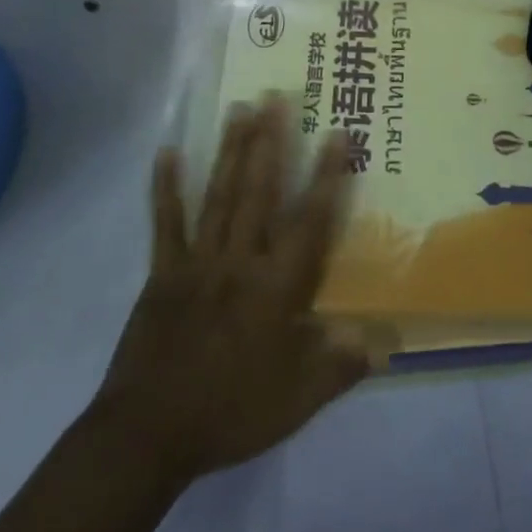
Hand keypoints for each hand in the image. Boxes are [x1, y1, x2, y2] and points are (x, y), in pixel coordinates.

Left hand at [93, 95, 370, 485]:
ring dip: (231, 150)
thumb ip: (339, 365)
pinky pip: (166, 222)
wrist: (147, 435)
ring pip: (219, 195)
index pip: (309, 222)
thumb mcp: (296, 400)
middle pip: (259, 192)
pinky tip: (166, 152)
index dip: (327, 177)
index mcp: (275, 287)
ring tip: (239, 108)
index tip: (337, 134)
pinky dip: (166, 186)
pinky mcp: (163, 272)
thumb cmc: (230, 412)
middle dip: (271, 143)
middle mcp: (239, 261)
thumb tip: (384, 341)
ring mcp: (198, 262)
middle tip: (276, 97)